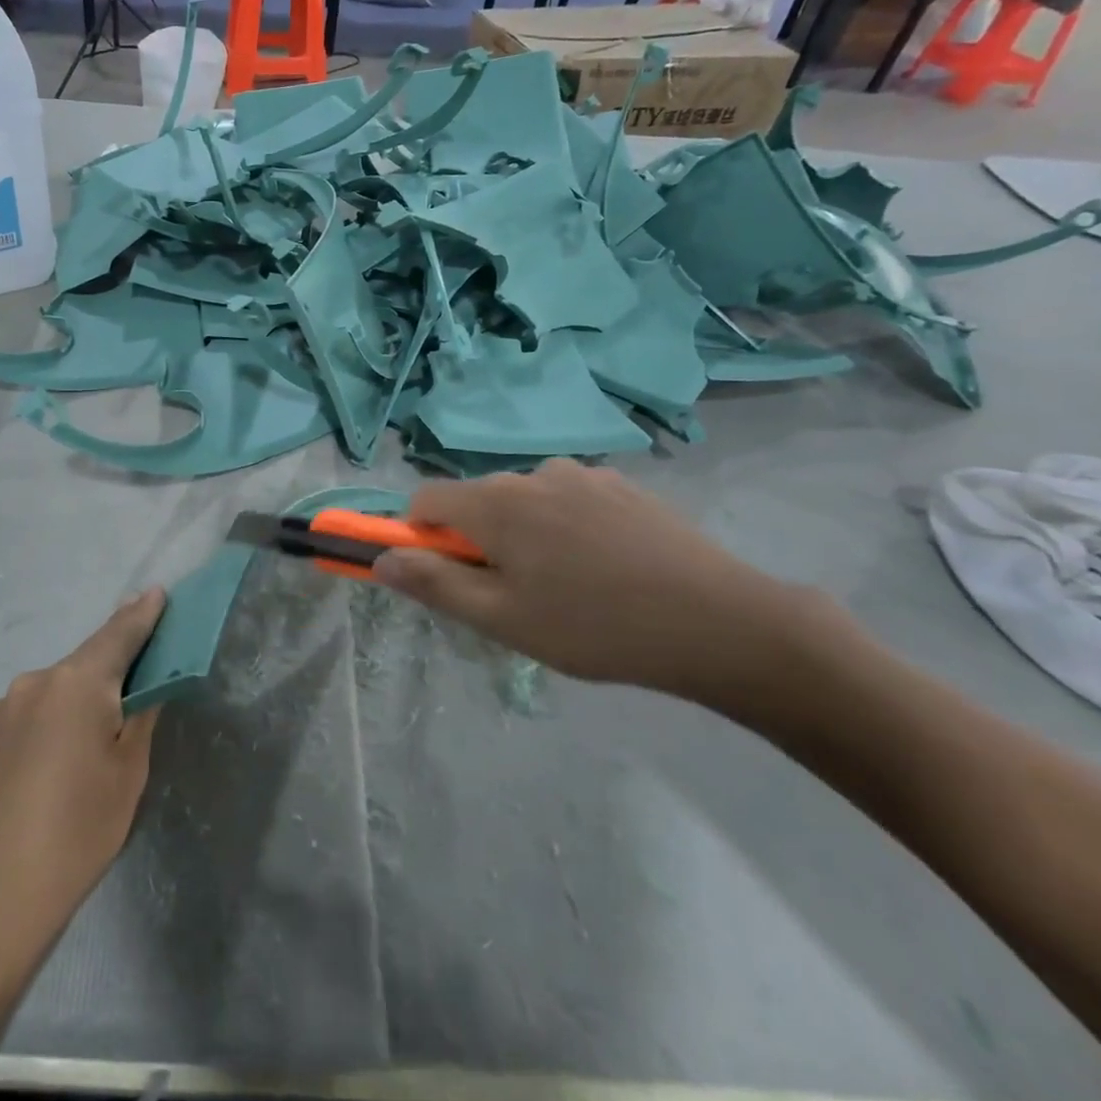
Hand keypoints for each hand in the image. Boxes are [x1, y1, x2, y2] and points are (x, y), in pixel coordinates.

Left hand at [0, 590, 165, 945]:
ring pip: (59, 686)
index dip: (142, 615)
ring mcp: (5, 707)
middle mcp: (36, 681)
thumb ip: (140, 716)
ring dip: (83, 692)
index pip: (118, 635)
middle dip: (115, 658)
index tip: (158, 593)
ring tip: (101, 724)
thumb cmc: (77, 831)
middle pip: (87, 660)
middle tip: (143, 662)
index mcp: (76, 683)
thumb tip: (144, 683)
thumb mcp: (128, 772)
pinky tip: (61, 750)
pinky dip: (57, 713)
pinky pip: (35, 709)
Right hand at [372, 461, 807, 697]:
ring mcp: (583, 475)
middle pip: (476, 500)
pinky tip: (604, 567)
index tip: (447, 577)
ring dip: (523, 533)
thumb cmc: (594, 626)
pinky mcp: (622, 486)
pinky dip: (564, 527)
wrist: (720, 622)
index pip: (425, 500)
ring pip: (524, 500)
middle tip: (514, 596)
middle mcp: (532, 473)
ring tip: (566, 585)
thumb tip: (381, 559)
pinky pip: (568, 499)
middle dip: (477, 541)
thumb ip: (434, 584)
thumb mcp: (502, 619)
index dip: (420, 536)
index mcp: (496, 502)